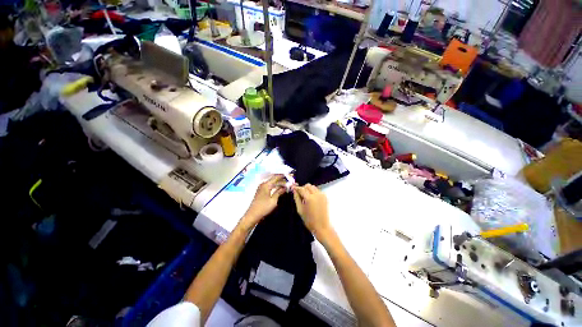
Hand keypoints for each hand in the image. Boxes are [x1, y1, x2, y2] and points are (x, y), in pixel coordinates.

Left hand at [241, 175, 286, 227]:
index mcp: (266, 185)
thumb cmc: (263, 207)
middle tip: (289, 180)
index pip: (276, 177)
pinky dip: (275, 186)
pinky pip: (270, 186)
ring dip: (279, 183)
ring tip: (286, 184)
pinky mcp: (261, 192)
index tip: (290, 175)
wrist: (253, 215)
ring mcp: (261, 188)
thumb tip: (285, 187)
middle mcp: (263, 184)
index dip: (283, 176)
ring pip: (272, 183)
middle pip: (274, 179)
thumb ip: (279, 192)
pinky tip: (279, 188)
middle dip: (282, 179)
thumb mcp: (273, 200)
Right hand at [292, 184, 331, 239]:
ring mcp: (322, 195)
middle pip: (308, 185)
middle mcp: (316, 194)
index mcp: (309, 198)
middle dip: (303, 188)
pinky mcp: (325, 197)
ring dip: (309, 189)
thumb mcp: (300, 209)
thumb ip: (296, 198)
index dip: (297, 188)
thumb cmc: (308, 220)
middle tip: (300, 194)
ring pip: (313, 187)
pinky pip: (318, 190)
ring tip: (306, 197)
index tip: (293, 188)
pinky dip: (313, 192)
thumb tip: (294, 190)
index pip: (301, 188)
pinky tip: (312, 199)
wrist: (322, 226)